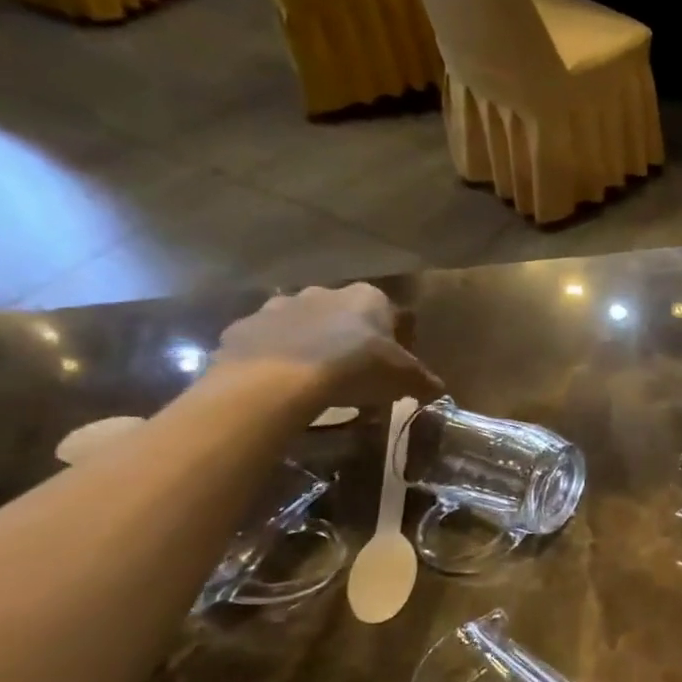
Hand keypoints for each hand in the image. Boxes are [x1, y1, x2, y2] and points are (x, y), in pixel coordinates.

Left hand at [209, 284, 439, 408]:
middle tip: (354, 374)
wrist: (277, 379)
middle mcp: (324, 292)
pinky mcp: (244, 328)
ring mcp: (279, 307)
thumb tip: (437, 389)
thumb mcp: (404, 379)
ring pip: (302, 325)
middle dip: (349, 339)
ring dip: (310, 345)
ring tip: (314, 380)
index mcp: (368, 298)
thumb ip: (423, 381)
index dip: (395, 340)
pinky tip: (280, 384)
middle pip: (344, 316)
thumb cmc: (355, 369)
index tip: (393, 366)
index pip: (390, 314)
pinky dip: (274, 358)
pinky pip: (266, 343)